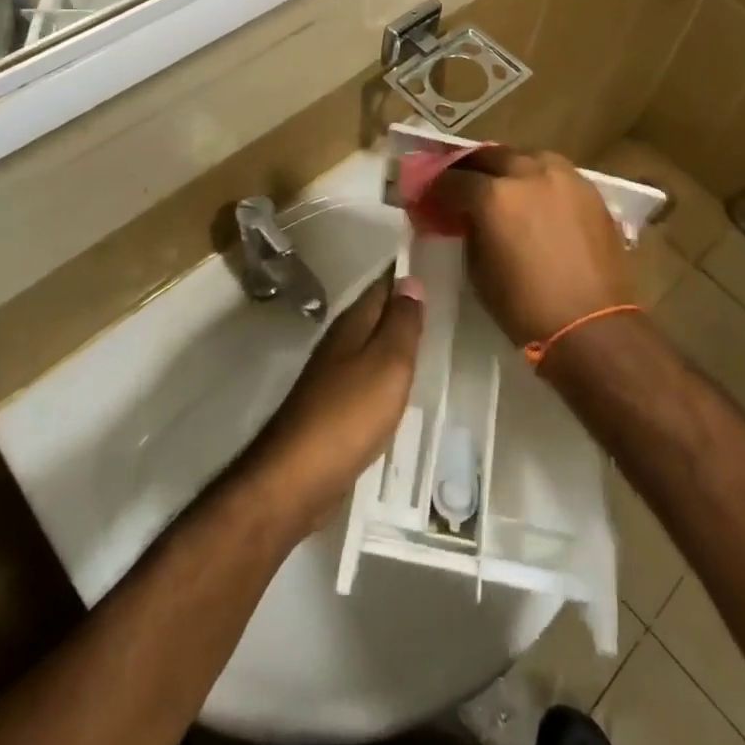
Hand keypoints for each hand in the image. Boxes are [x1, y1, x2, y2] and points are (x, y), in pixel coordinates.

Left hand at [245, 277, 424, 536]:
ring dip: (397, 342)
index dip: (408, 275)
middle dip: (405, 308)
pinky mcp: (334, 409)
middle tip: (447, 303)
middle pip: (377, 315)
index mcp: (353, 324)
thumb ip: (402, 323)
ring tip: (434, 340)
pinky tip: (404, 387)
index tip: (439, 264)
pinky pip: (368, 379)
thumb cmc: (349, 414)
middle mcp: (341, 342)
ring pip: (372, 347)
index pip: (383, 285)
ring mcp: (334, 376)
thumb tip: (411, 280)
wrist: (297, 479)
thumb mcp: (387, 364)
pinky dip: (388, 375)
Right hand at [422, 149, 632, 347]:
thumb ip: (468, 231)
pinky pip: (555, 171)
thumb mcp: (478, 270)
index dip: (436, 188)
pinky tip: (535, 196)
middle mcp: (527, 173)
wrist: (593, 327)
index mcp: (494, 195)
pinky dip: (538, 178)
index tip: (429, 197)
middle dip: (471, 168)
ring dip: (508, 167)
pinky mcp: (589, 189)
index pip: (453, 180)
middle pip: (490, 156)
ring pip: (526, 157)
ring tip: (502, 184)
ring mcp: (563, 177)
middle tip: (461, 183)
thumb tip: (464, 218)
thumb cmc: (525, 307)